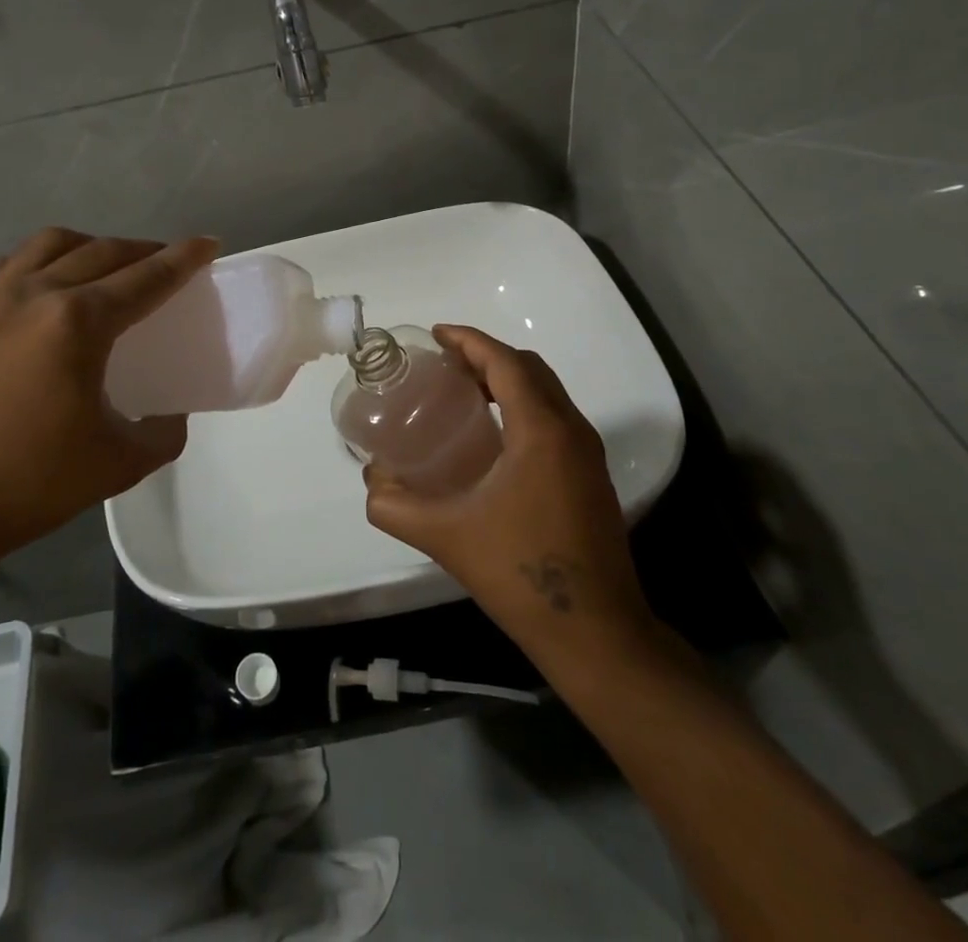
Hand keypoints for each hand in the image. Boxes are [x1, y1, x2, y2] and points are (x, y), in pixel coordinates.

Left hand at [0, 228, 217, 578]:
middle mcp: (35, 293)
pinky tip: (49, 285)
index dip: (182, 259)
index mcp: (76, 323)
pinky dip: (45, 259)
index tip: (208, 243)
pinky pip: (13, 263)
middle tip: (169, 262)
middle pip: (103, 252)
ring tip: (110, 267)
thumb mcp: (118, 465)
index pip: (144, 278)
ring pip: (52, 244)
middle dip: (144, 251)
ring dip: (92, 246)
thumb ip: (162, 434)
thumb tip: (169, 415)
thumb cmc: (27, 485)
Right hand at [363, 325, 657, 658]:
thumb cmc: (521, 573)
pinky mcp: (592, 477)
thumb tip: (371, 480)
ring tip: (464, 393)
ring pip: (547, 392)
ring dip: (508, 380)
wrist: (597, 633)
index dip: (469, 341)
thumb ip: (396, 505)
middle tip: (444, 364)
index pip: (505, 362)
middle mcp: (572, 430)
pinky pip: (556, 418)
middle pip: (529, 368)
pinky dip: (524, 406)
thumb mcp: (446, 536)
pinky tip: (494, 437)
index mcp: (542, 430)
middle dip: (487, 356)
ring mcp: (588, 454)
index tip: (435, 335)